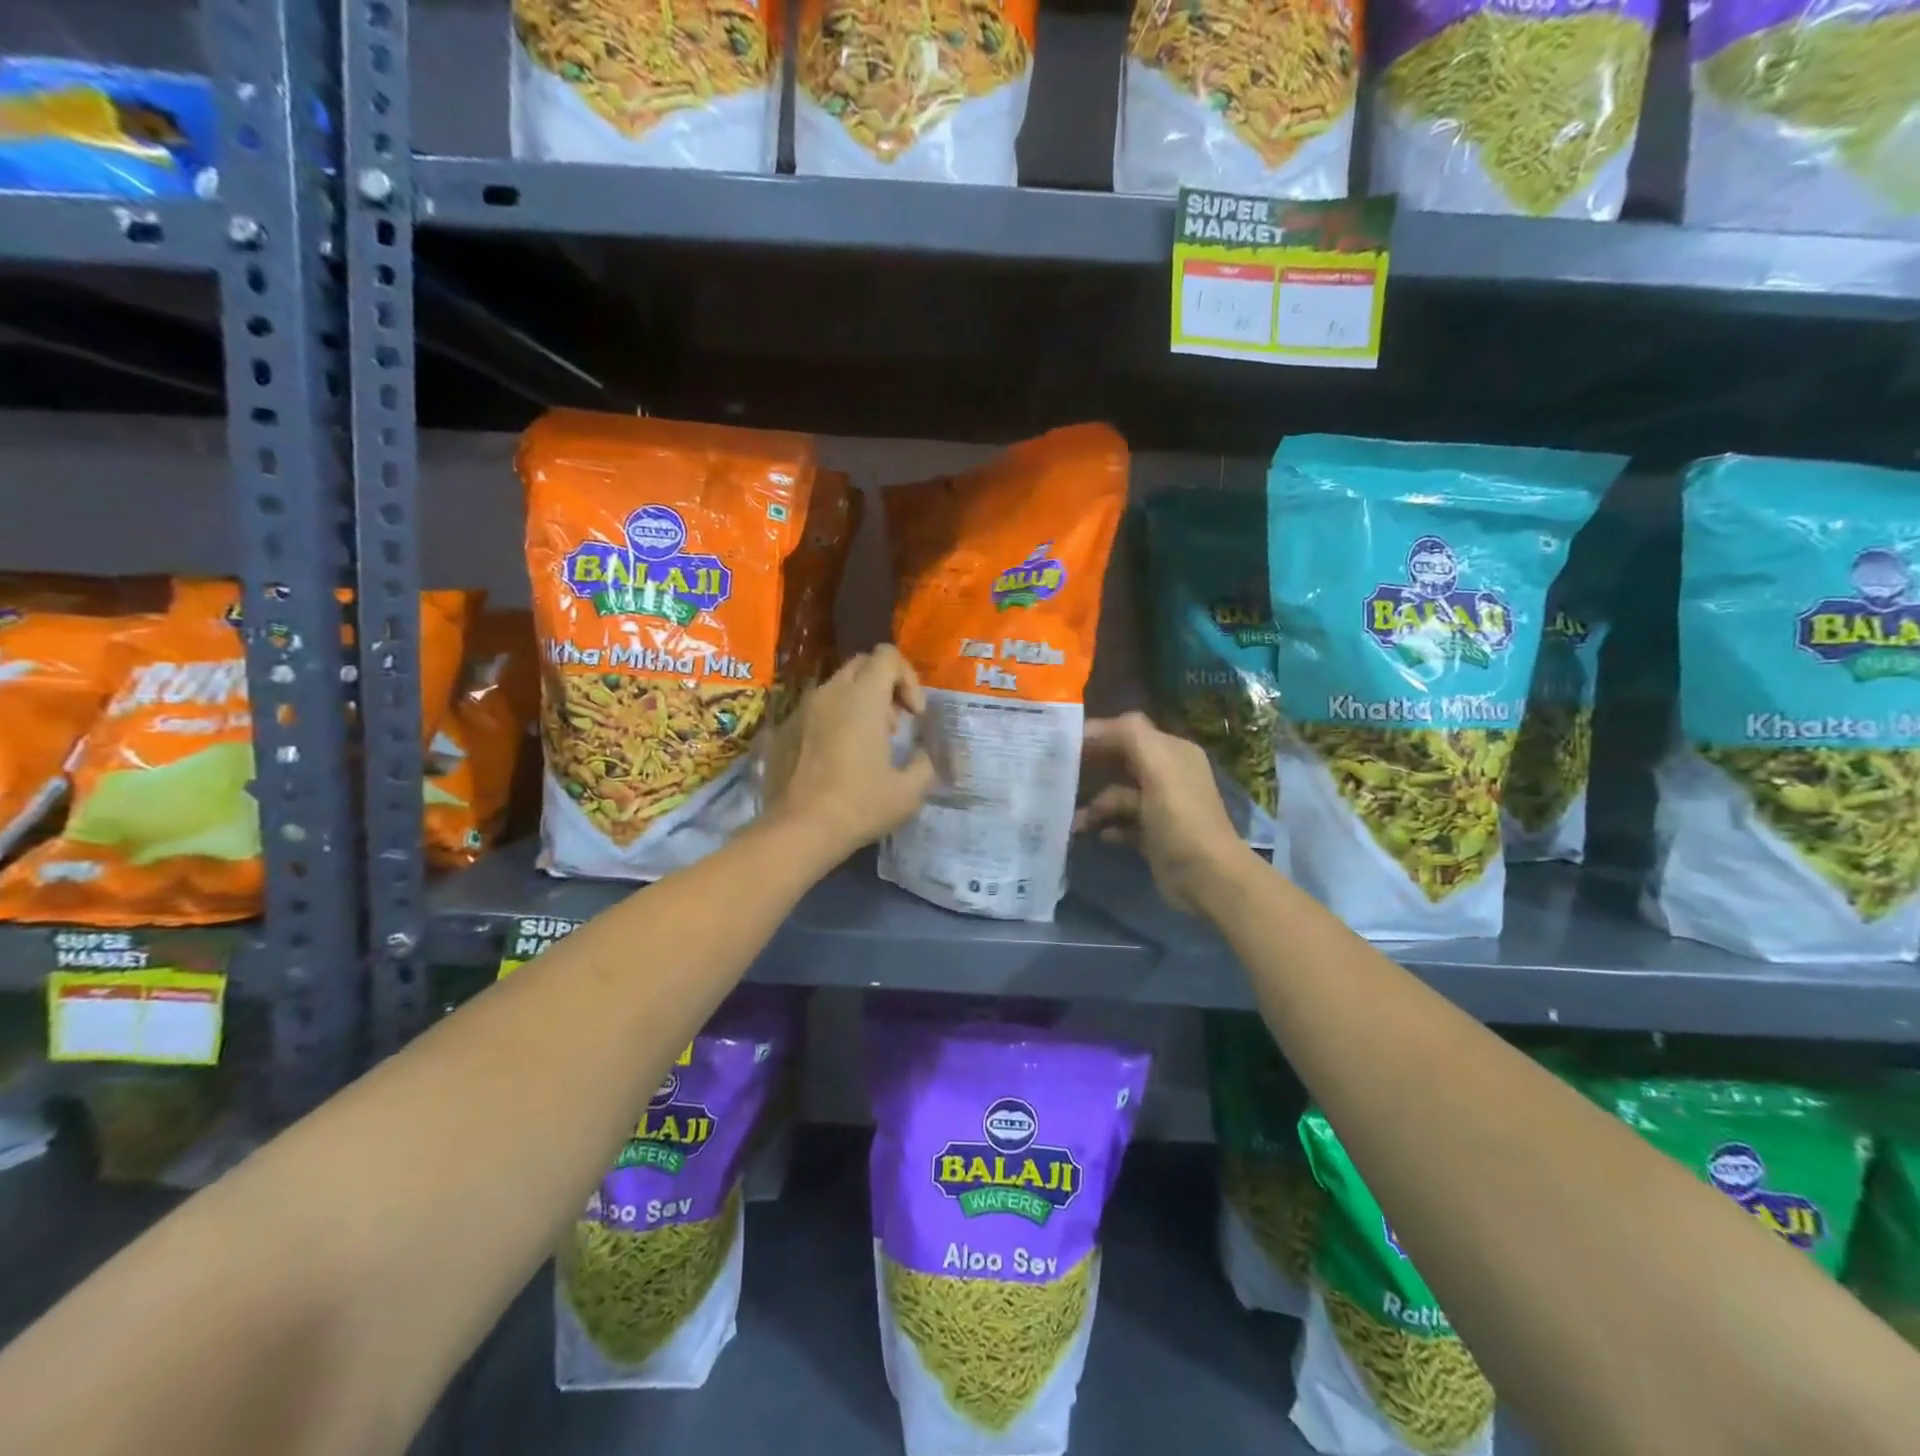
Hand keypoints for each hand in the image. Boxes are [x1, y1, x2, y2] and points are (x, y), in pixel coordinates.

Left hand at [763, 644, 937, 861]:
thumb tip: (924, 754)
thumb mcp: (909, 791)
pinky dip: (835, 720)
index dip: (908, 678)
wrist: (798, 831)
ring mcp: (802, 710)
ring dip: (860, 703)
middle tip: (895, 725)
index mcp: (862, 699)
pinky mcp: (785, 729)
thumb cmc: (859, 806)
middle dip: (885, 686)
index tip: (914, 715)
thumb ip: (925, 763)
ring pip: (837, 686)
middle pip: (862, 664)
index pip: (887, 656)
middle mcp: (830, 693)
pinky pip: (816, 709)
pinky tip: (839, 759)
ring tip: (868, 744)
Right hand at [1075, 712, 1248, 916]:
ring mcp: (1161, 808)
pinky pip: (1122, 824)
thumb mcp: (1158, 766)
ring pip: (1118, 797)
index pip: (1128, 731)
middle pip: (1120, 763)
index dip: (1096, 734)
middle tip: (1056, 778)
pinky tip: (1097, 835)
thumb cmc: (1180, 817)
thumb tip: (1091, 728)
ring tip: (1074, 822)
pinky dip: (1107, 827)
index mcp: (1173, 752)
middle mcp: (1168, 775)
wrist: (1207, 877)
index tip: (1061, 744)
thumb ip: (1128, 735)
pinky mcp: (1153, 836)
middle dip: (1090, 770)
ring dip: (1095, 806)